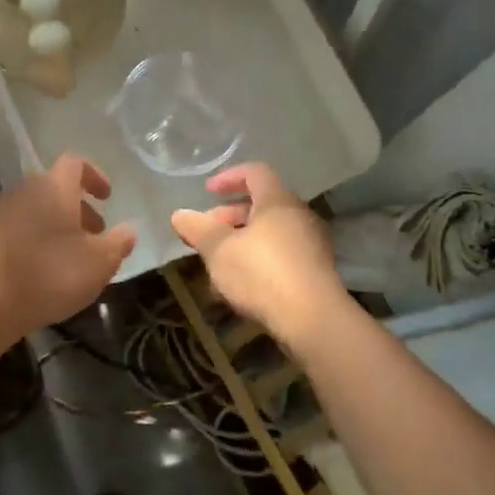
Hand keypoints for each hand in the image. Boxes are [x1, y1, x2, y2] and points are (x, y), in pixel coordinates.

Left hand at [0, 154, 135, 341]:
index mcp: (55, 186)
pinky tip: (52, 266)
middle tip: (98, 232)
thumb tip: (129, 230)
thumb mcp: (100, 261)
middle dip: (81, 207)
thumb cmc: (52, 273)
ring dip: (63, 223)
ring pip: (42, 207)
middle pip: (58, 187)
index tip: (108, 197)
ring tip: (77, 254)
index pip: (75, 163)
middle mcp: (28, 190)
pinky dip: (43, 236)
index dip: (95, 176)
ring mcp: (7, 212)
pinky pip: (26, 225)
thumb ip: (119, 242)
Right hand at [170, 163, 346, 344]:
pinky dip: (258, 261)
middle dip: (229, 217)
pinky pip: (281, 255)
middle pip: (261, 204)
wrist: (314, 321)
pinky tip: (240, 288)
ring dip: (241, 243)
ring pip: (270, 233)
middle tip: (206, 235)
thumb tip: (179, 215)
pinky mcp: (316, 272)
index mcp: (278, 201)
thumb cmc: (262, 274)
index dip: (229, 177)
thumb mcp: (219, 250)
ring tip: (217, 266)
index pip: (255, 172)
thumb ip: (198, 229)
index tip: (208, 191)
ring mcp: (312, 244)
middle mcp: (299, 215)